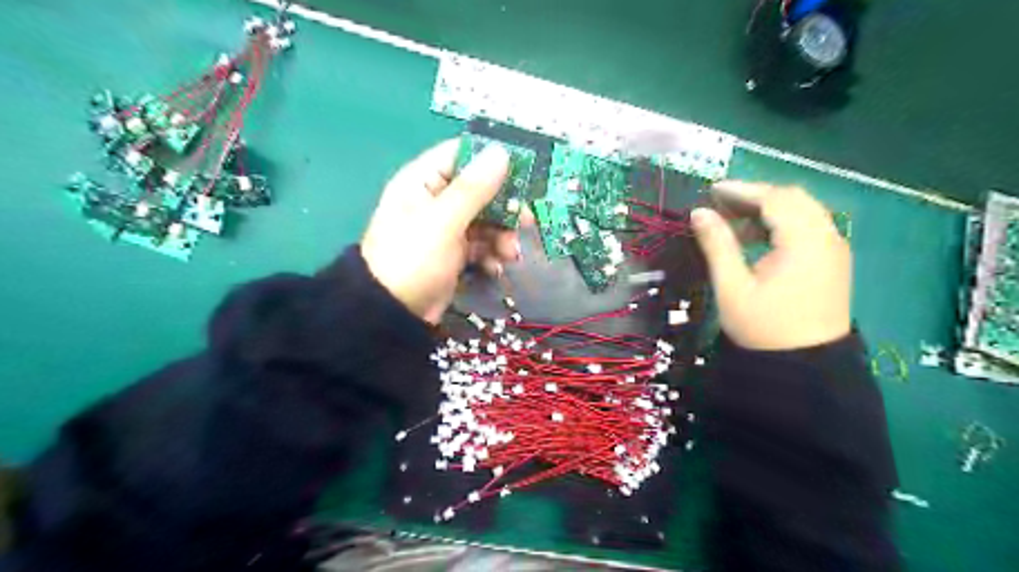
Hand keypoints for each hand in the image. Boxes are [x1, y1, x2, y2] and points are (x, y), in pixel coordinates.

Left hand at [359, 139, 517, 322]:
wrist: (393, 313)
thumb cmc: (413, 259)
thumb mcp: (443, 221)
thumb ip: (473, 188)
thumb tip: (501, 152)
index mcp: (423, 181)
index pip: (462, 155)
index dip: (492, 160)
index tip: (524, 172)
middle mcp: (435, 200)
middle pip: (480, 191)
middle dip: (504, 208)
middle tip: (526, 222)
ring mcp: (446, 228)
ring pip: (485, 220)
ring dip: (502, 236)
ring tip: (510, 255)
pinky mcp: (453, 253)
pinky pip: (481, 245)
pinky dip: (492, 255)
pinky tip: (496, 268)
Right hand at [692, 181, 853, 350]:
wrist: (805, 367)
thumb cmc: (763, 328)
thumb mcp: (732, 287)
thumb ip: (717, 244)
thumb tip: (699, 212)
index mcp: (803, 242)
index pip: (774, 198)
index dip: (742, 190)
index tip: (712, 191)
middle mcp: (826, 238)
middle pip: (792, 198)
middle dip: (756, 195)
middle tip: (722, 204)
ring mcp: (834, 249)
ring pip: (803, 211)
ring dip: (769, 209)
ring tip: (735, 223)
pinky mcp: (833, 262)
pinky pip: (809, 227)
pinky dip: (783, 223)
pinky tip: (758, 239)